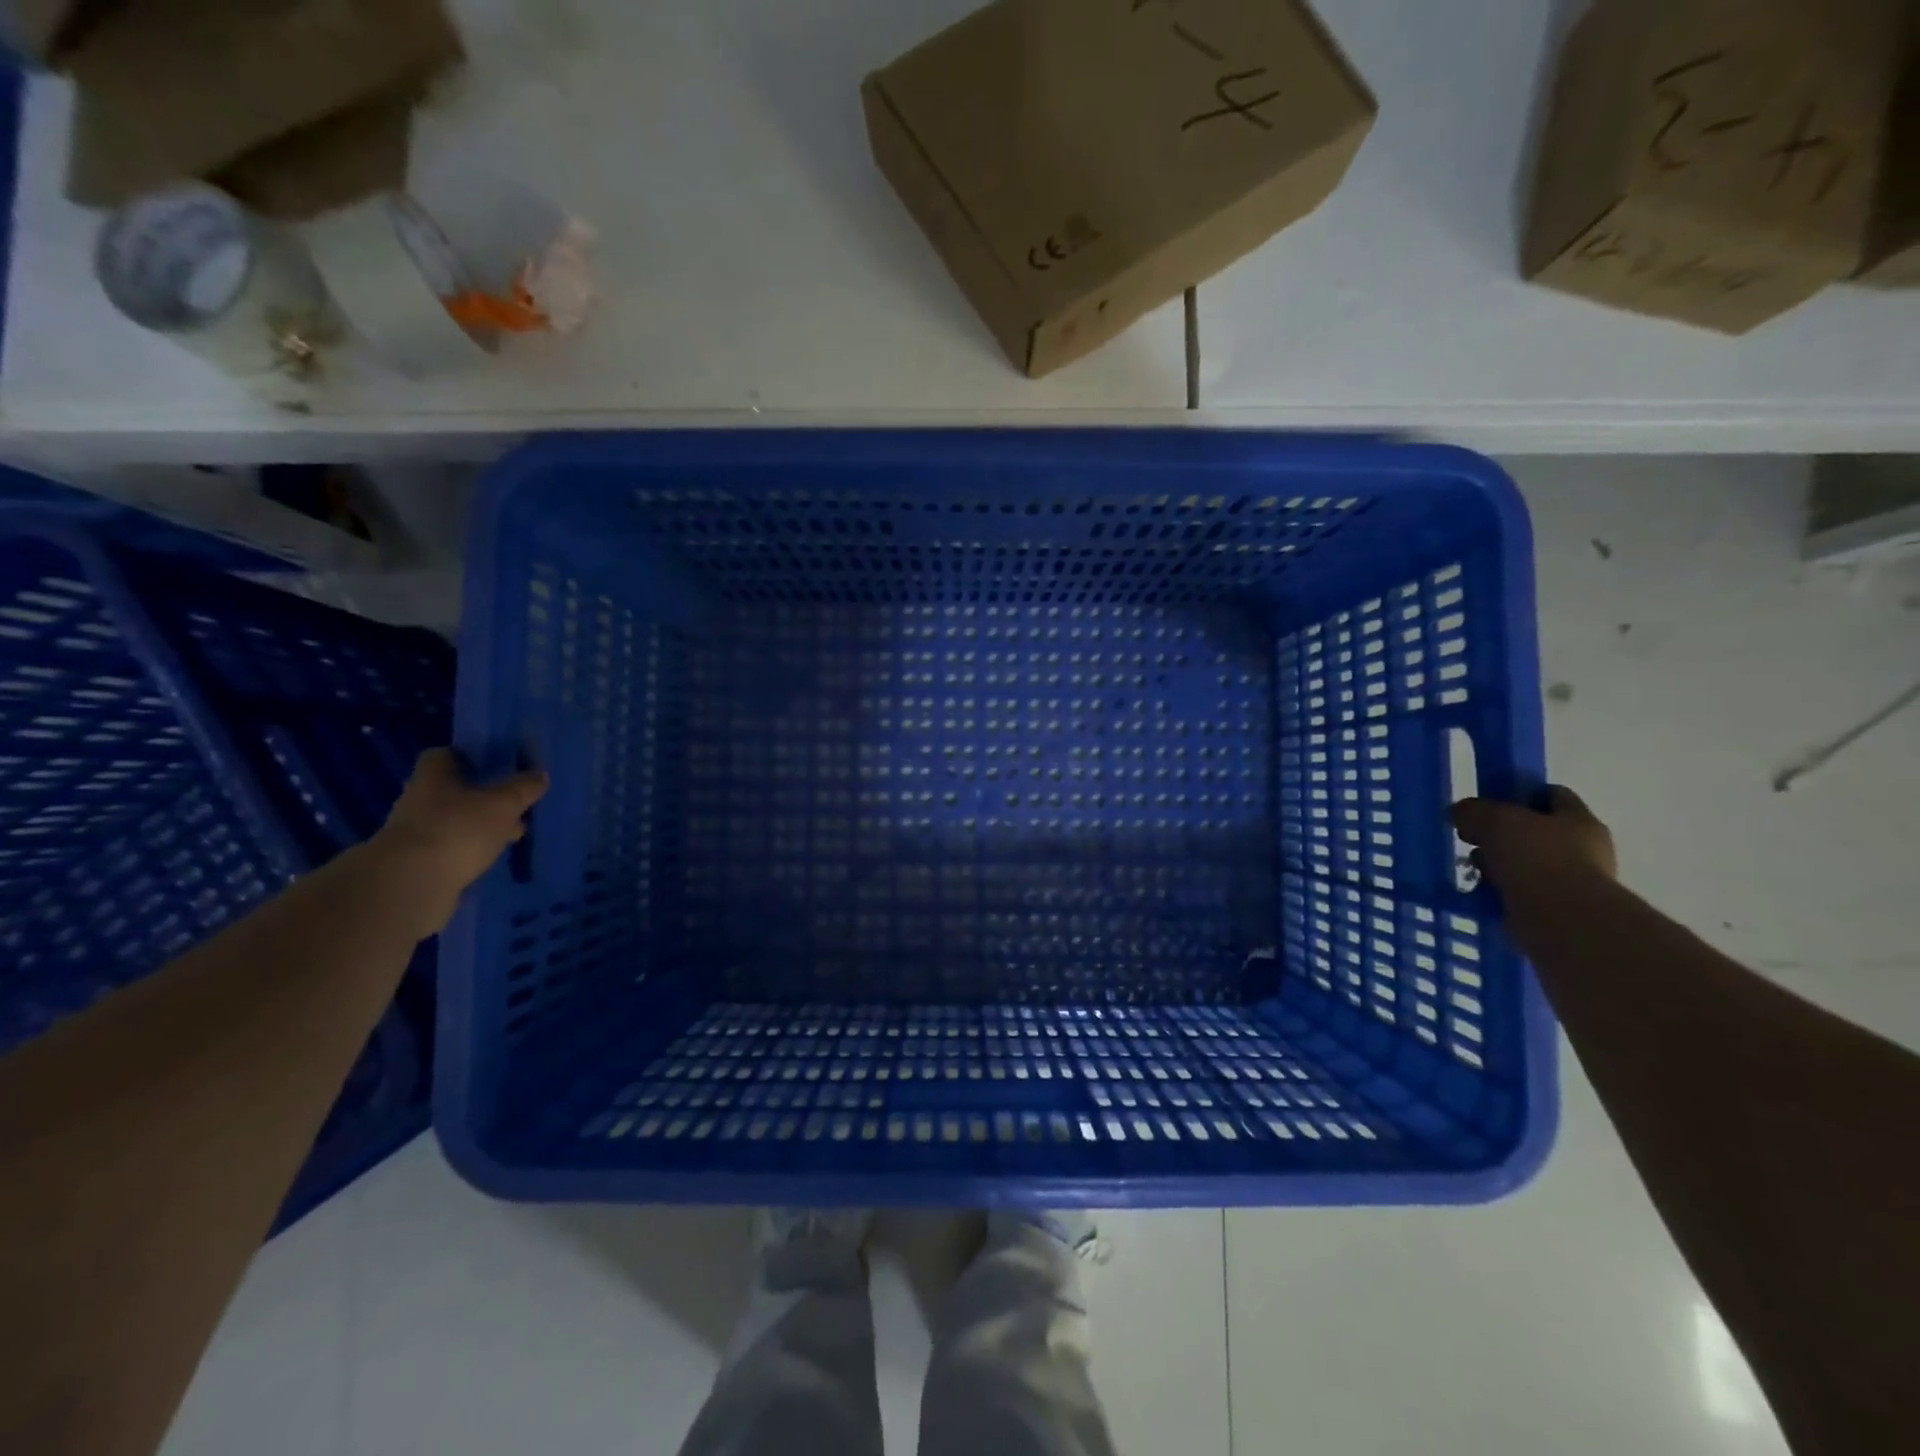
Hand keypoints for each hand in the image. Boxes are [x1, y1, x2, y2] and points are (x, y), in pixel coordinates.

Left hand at [371, 749, 548, 933]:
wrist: (411, 886)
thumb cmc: (458, 829)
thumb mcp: (503, 804)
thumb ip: (523, 788)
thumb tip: (540, 774)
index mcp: (434, 776)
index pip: (446, 755)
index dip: (471, 756)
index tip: (497, 763)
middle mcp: (420, 800)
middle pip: (453, 789)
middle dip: (483, 794)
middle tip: (516, 800)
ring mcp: (418, 833)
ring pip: (456, 821)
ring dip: (480, 825)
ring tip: (514, 832)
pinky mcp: (421, 863)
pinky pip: (453, 849)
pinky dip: (472, 851)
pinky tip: (496, 856)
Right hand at [1452, 786, 1616, 896]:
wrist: (1562, 920)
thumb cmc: (1537, 858)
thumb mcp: (1495, 819)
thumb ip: (1474, 810)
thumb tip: (1460, 813)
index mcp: (1579, 820)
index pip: (1552, 795)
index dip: (1520, 794)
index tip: (1488, 802)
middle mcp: (1584, 849)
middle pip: (1535, 832)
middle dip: (1501, 835)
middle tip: (1472, 839)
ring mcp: (1573, 882)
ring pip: (1526, 864)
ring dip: (1499, 866)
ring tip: (1472, 870)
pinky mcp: (1558, 910)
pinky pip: (1521, 894)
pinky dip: (1501, 893)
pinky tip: (1480, 894)